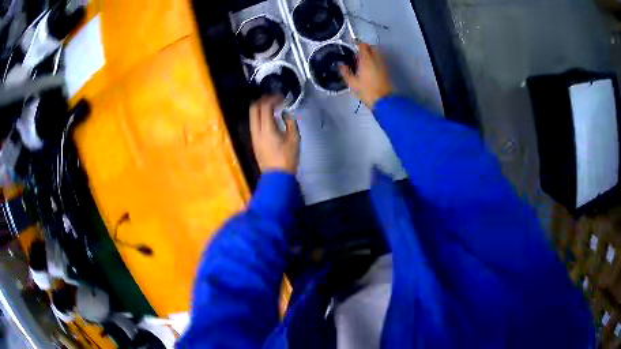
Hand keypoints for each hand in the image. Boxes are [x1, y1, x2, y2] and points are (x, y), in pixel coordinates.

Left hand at [250, 96, 299, 174]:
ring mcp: (253, 136)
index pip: (265, 107)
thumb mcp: (294, 139)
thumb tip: (287, 114)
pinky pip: (254, 123)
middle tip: (274, 99)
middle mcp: (256, 131)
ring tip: (272, 107)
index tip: (281, 97)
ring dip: (260, 108)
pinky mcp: (254, 141)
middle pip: (254, 108)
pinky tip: (270, 119)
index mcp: (267, 129)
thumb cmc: (287, 158)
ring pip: (252, 116)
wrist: (277, 177)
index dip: (272, 99)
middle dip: (263, 100)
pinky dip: (260, 117)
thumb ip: (291, 123)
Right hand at [340, 43, 393, 108]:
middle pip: (371, 47)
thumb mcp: (352, 83)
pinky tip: (369, 68)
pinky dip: (374, 60)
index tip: (352, 46)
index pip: (363, 45)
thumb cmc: (367, 91)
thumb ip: (345, 72)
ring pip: (377, 53)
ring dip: (370, 54)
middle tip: (357, 54)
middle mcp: (376, 59)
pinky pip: (379, 60)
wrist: (383, 101)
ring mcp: (383, 64)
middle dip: (365, 48)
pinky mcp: (386, 70)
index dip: (357, 44)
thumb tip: (341, 65)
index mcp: (367, 60)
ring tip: (362, 61)